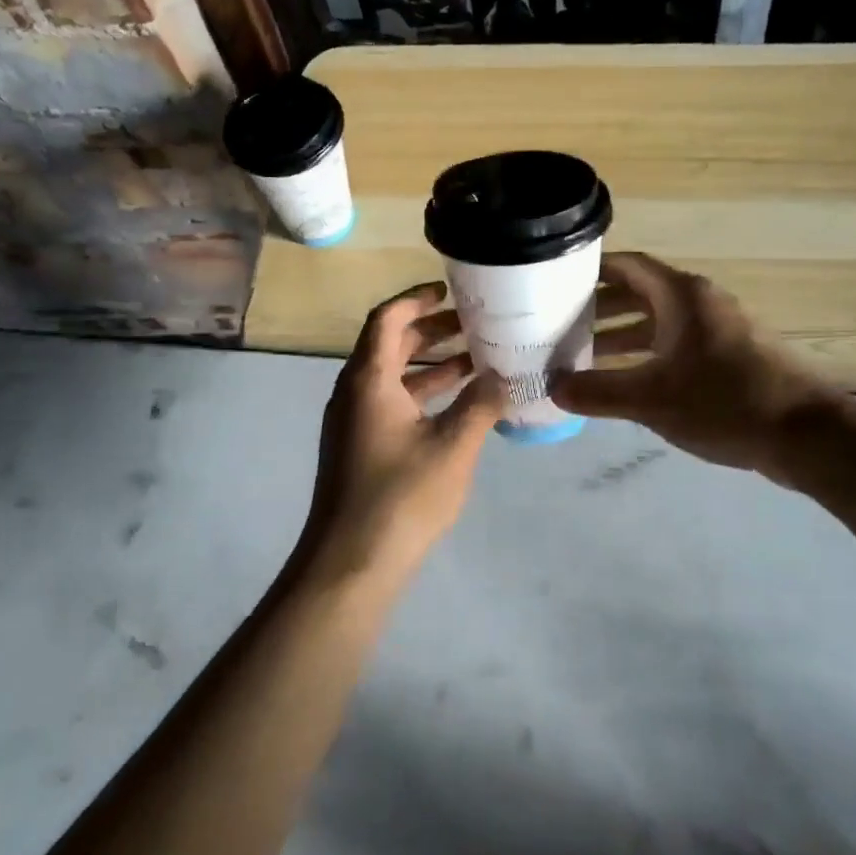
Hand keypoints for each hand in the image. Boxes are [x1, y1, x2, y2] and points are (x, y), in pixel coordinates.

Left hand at [304, 282, 505, 580]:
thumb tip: (504, 375)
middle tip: (474, 323)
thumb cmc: (402, 497)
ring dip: (430, 363)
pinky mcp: (360, 446)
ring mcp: (354, 421)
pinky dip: (422, 393)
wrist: (351, 564)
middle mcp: (354, 392)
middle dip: (431, 329)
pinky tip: (459, 405)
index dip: (416, 298)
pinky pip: (391, 402)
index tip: (450, 290)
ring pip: (392, 376)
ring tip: (476, 359)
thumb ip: (480, 404)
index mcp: (368, 379)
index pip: (386, 318)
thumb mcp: (453, 446)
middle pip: (389, 344)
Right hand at [553, 253, 842, 479]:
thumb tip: (553, 388)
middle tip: (559, 325)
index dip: (591, 270)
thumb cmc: (724, 402)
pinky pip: (676, 343)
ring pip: (657, 322)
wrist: (806, 435)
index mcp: (681, 295)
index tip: (555, 282)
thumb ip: (598, 392)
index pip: (627, 265)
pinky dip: (647, 354)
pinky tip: (626, 381)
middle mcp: (699, 302)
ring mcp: (717, 329)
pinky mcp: (729, 356)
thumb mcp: (651, 399)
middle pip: (639, 293)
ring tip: (582, 357)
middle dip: (598, 309)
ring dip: (621, 336)